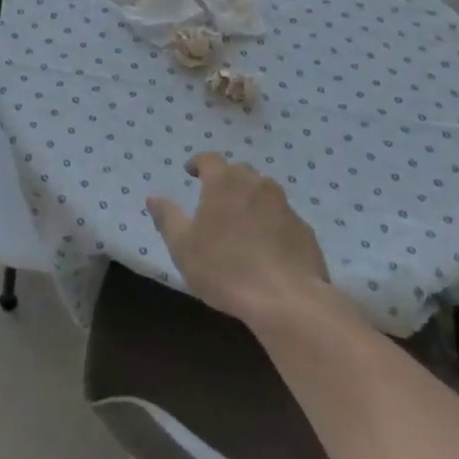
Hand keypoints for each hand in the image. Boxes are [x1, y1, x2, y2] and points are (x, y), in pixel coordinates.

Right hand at [147, 152, 330, 325]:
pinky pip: (282, 218)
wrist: (287, 300)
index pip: (209, 158)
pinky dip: (271, 224)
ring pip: (264, 193)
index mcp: (224, 182)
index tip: (191, 172)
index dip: (198, 163)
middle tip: (215, 200)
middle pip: (239, 172)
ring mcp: (284, 206)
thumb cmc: (225, 268)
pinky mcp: (305, 230)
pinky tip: (266, 247)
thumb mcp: (183, 246)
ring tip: (241, 223)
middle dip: (226, 180)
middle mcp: (256, 184)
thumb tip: (153, 197)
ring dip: (250, 200)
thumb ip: (167, 217)